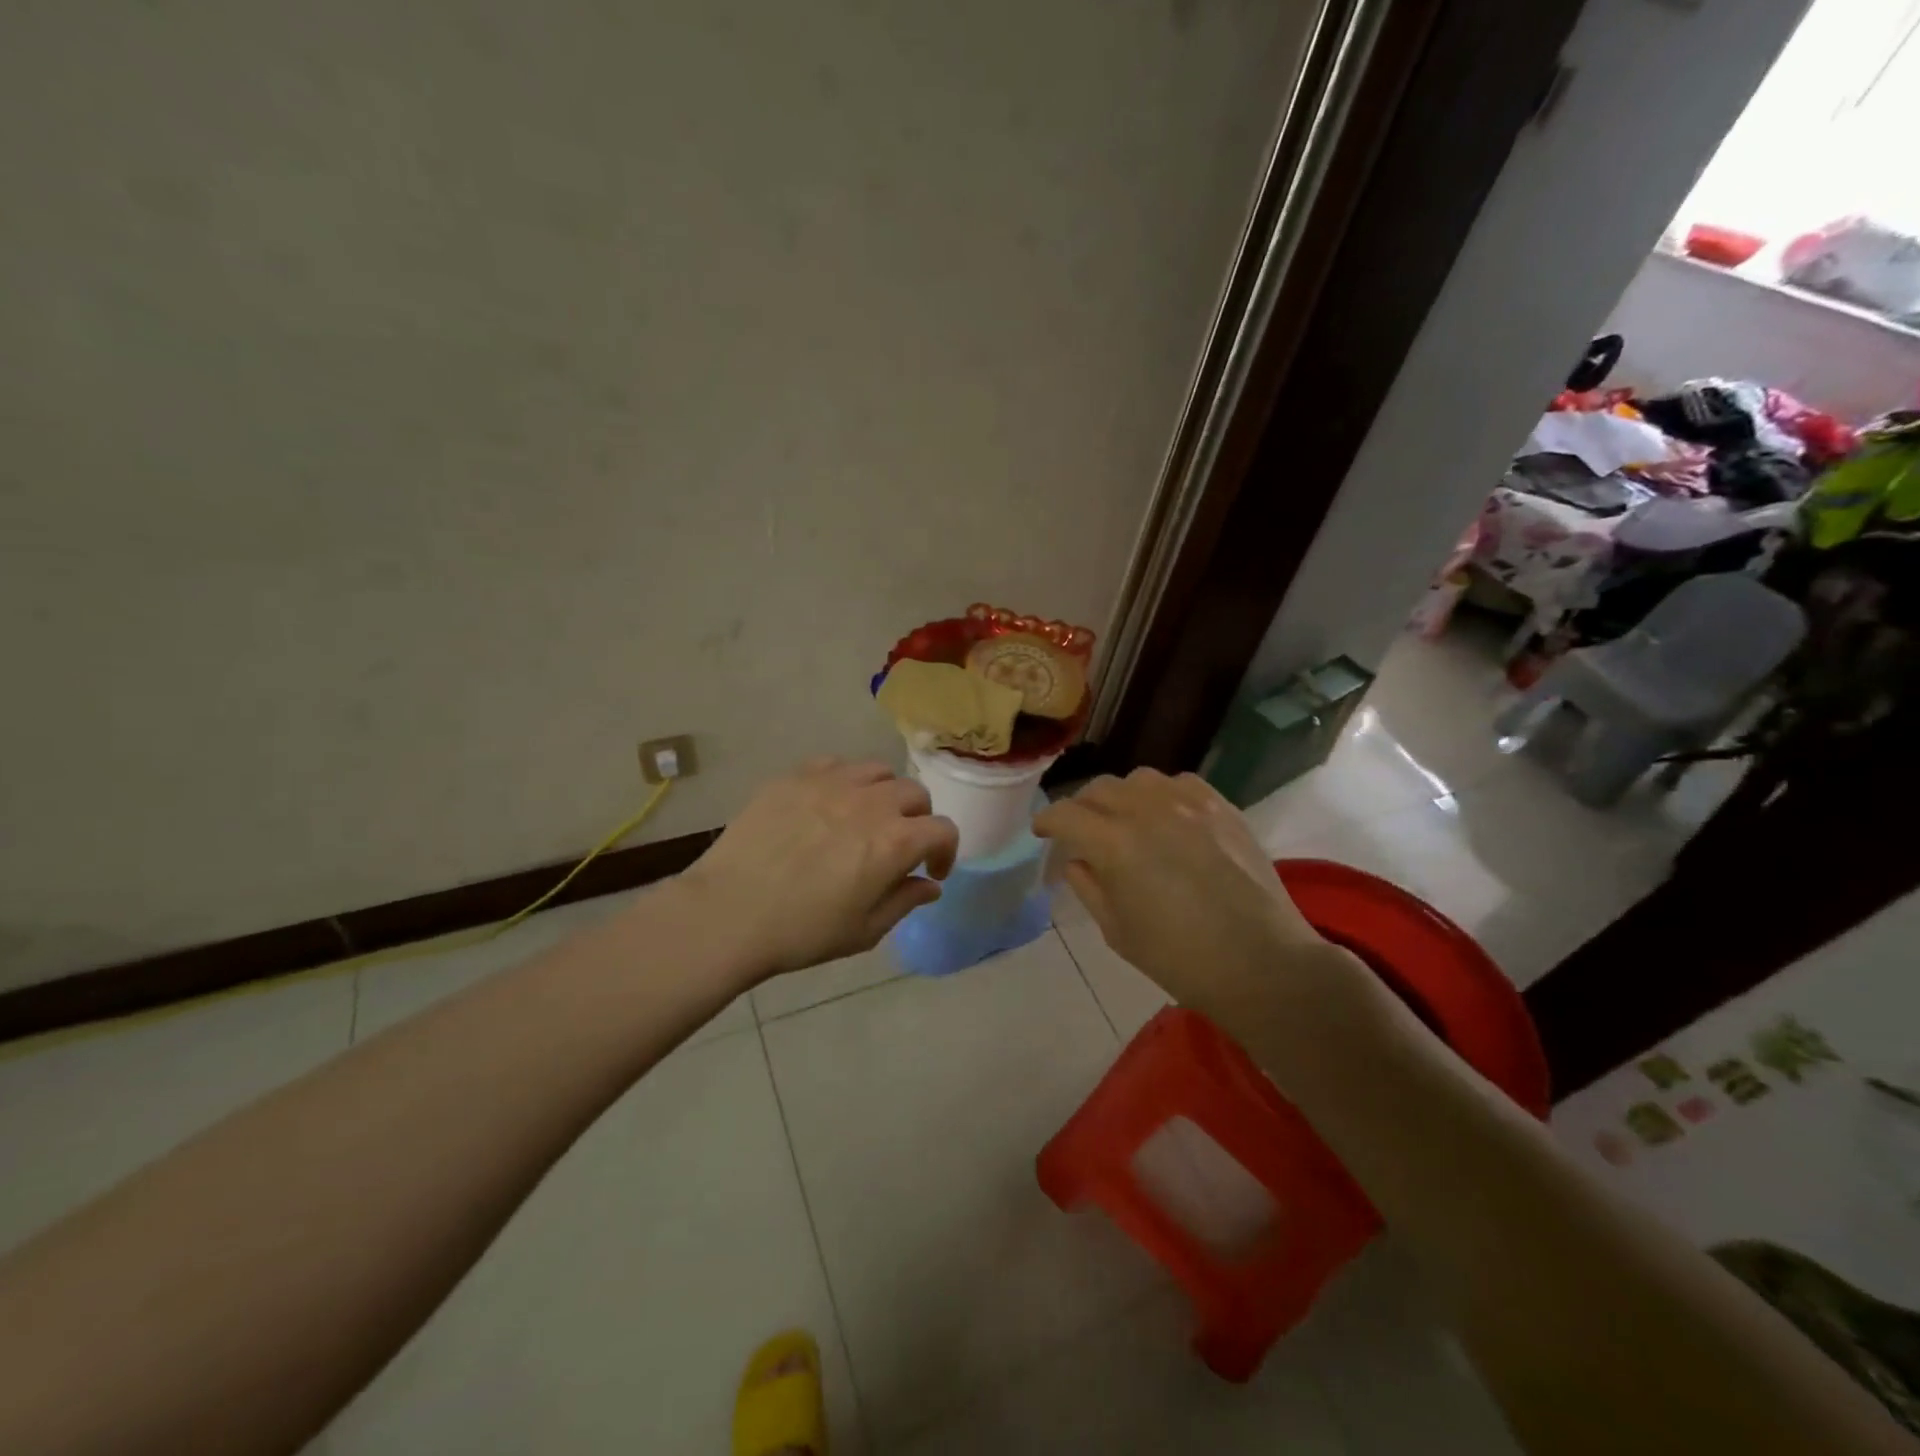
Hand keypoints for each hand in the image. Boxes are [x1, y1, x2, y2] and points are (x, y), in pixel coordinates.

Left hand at [679, 758, 958, 980]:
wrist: (728, 912)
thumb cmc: (802, 931)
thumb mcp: (864, 930)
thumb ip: (905, 901)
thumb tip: (930, 885)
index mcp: (895, 841)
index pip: (943, 830)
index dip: (946, 852)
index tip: (931, 871)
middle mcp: (871, 801)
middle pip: (914, 793)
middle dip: (918, 820)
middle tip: (899, 844)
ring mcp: (831, 782)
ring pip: (877, 771)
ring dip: (884, 794)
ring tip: (866, 817)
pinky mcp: (795, 776)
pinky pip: (834, 764)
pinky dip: (844, 781)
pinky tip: (828, 804)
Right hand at [1033, 769, 1349, 1027]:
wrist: (1261, 963)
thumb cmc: (1180, 959)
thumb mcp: (1118, 931)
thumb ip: (1089, 887)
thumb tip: (1078, 860)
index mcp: (1114, 843)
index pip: (1066, 814)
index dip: (1047, 821)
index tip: (1042, 832)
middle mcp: (1147, 810)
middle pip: (1098, 789)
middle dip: (1081, 808)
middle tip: (1081, 832)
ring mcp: (1189, 803)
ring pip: (1138, 779)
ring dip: (1122, 797)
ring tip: (1126, 820)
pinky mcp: (1222, 807)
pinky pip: (1180, 783)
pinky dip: (1162, 794)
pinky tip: (1167, 817)